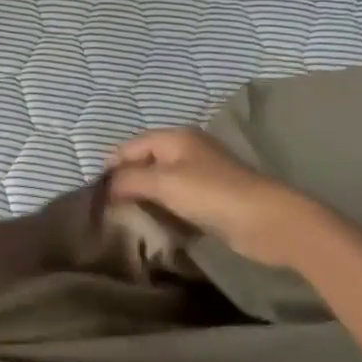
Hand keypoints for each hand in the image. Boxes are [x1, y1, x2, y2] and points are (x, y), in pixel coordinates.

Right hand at [108, 127, 304, 260]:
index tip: (94, 191)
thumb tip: (106, 184)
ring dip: (145, 197)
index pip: (132, 145)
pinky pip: (177, 200)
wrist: (267, 221)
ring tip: (123, 217)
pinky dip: (163, 209)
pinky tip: (153, 224)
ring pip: (161, 182)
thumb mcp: (164, 182)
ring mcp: (201, 174)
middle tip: (106, 207)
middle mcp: (187, 150)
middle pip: (146, 162)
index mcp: (175, 137)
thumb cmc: (212, 193)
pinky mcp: (211, 198)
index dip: (112, 165)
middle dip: (126, 181)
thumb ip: (131, 179)